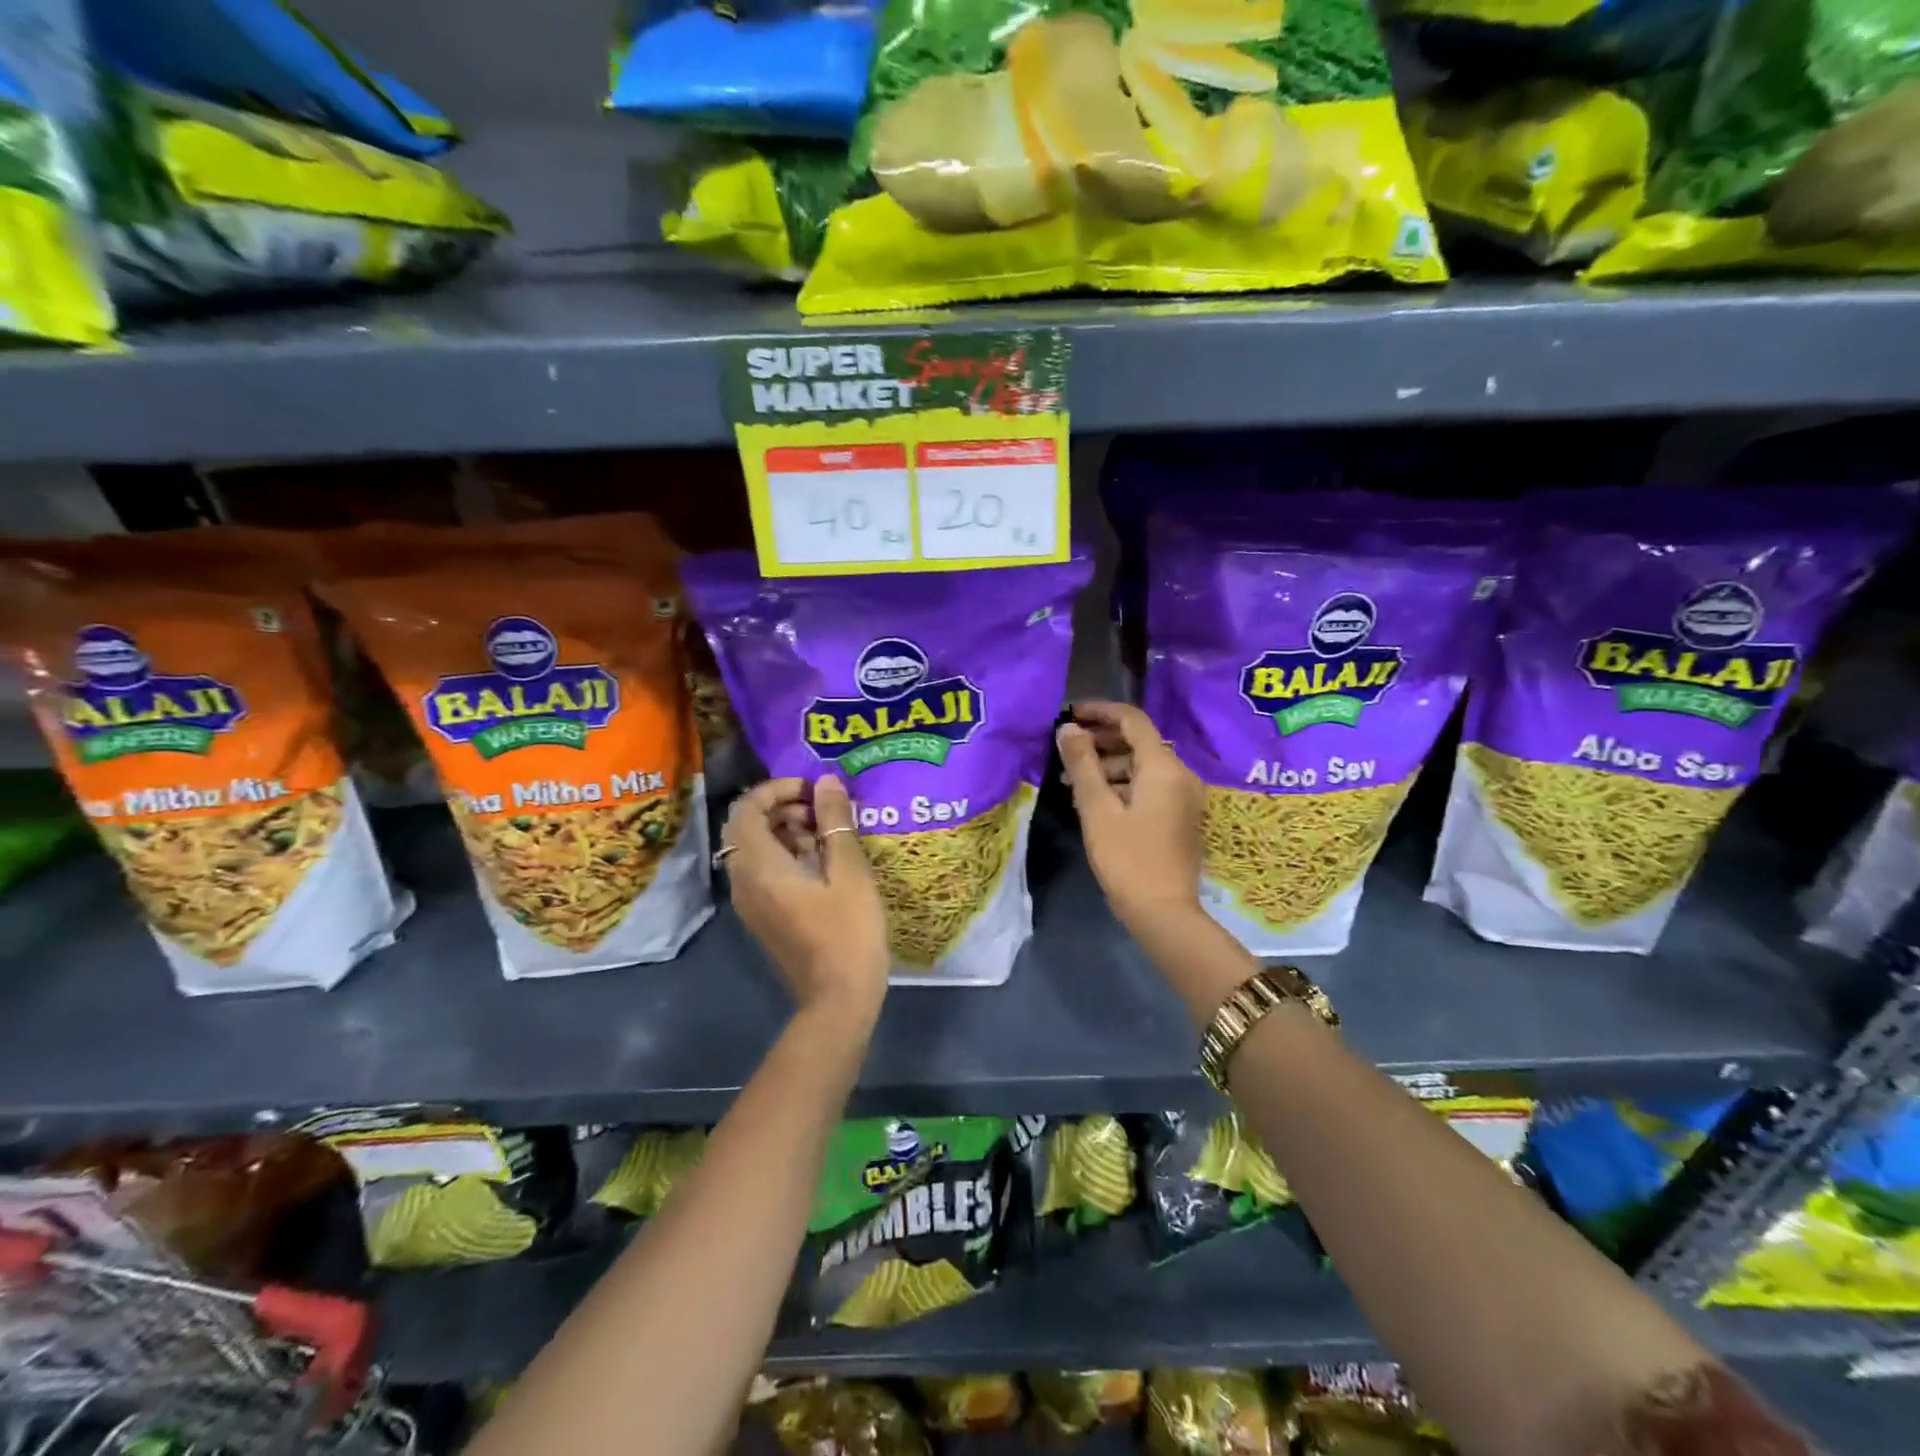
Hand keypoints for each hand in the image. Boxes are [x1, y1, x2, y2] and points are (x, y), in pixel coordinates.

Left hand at [720, 776, 889, 1018]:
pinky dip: (786, 854)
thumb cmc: (848, 931)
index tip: (814, 789)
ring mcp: (750, 901)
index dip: (778, 788)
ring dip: (786, 830)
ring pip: (755, 849)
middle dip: (783, 808)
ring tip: (829, 835)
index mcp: (760, 866)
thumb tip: (826, 780)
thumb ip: (835, 822)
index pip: (747, 808)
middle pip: (747, 826)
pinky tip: (823, 863)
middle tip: (824, 810)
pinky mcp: (763, 915)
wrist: (838, 999)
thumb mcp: (850, 871)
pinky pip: (763, 871)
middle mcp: (744, 881)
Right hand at [1056, 701, 1205, 936]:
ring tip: (1072, 780)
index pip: (1132, 720)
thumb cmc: (1127, 858)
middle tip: (1065, 750)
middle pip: (1139, 742)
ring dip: (1108, 765)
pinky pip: (1149, 786)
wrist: (1163, 913)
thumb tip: (1068, 729)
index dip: (1100, 711)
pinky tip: (1094, 800)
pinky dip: (1122, 784)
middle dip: (1100, 740)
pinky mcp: (1180, 816)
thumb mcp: (1097, 809)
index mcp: (1163, 767)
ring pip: (1142, 766)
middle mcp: (1180, 774)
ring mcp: (1184, 797)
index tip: (1069, 714)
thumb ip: (1082, 764)